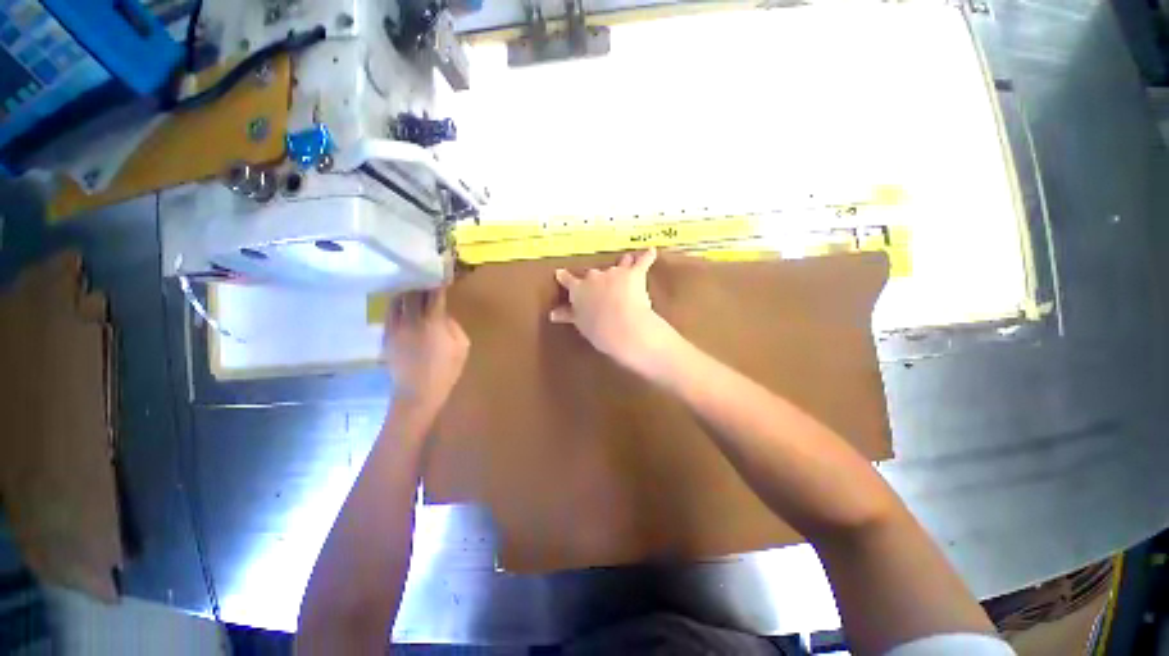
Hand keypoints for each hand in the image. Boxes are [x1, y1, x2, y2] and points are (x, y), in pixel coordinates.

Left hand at [383, 289, 469, 410]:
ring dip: (406, 292)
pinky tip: (403, 306)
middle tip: (426, 280)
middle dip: (420, 284)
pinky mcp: (386, 336)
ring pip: (396, 300)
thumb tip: (443, 315)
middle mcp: (410, 320)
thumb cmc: (446, 371)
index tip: (441, 277)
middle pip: (412, 293)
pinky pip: (389, 313)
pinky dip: (397, 305)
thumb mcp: (462, 346)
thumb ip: (453, 325)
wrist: (417, 393)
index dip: (437, 284)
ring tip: (413, 290)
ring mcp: (394, 328)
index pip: (434, 295)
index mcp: (432, 322)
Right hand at [550, 248, 680, 370]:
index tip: (560, 273)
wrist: (621, 325)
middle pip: (594, 274)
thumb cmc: (598, 329)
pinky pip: (642, 261)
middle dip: (597, 279)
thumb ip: (569, 315)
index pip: (568, 281)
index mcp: (579, 290)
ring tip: (626, 260)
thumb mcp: (580, 324)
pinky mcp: (634, 274)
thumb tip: (553, 314)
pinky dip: (647, 256)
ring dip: (622, 264)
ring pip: (618, 265)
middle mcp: (595, 277)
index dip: (564, 277)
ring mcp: (615, 273)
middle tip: (601, 286)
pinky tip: (651, 251)